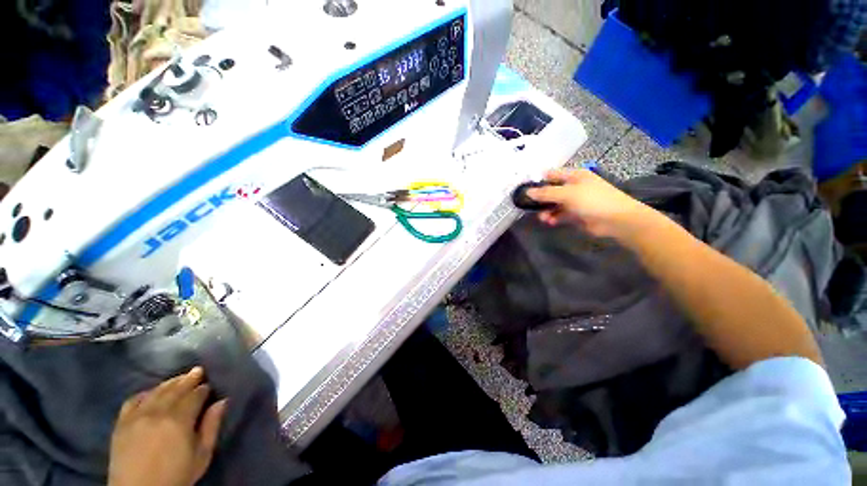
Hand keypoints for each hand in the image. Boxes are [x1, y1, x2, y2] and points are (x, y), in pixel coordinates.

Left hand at [108, 367, 227, 485]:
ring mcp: (137, 416)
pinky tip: (152, 392)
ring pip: (156, 392)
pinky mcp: (122, 423)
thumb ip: (212, 427)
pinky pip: (133, 400)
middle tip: (198, 370)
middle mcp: (158, 412)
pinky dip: (145, 393)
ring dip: (170, 383)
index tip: (209, 385)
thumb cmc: (176, 476)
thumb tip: (222, 401)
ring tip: (179, 378)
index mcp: (179, 420)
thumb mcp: (201, 456)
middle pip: (175, 390)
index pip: (195, 395)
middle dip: (188, 379)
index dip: (204, 389)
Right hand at [526, 168, 658, 240]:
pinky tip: (550, 222)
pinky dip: (554, 217)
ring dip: (546, 210)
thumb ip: (546, 193)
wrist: (617, 220)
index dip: (538, 181)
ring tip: (542, 218)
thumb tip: (527, 192)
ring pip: (554, 204)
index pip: (551, 175)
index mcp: (574, 176)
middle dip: (540, 199)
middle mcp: (573, 186)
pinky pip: (560, 214)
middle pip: (551, 190)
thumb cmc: (592, 200)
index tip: (524, 190)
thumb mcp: (567, 194)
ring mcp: (575, 201)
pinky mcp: (576, 214)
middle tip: (529, 207)